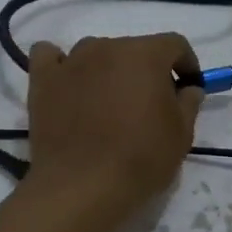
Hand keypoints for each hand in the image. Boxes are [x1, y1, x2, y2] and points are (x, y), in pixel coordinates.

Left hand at [23, 34, 203, 216]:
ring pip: (94, 52)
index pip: (174, 44)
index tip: (188, 88)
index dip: (186, 64)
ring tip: (107, 102)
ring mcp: (70, 61)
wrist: (82, 187)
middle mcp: (106, 47)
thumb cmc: (140, 159)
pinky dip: (60, 65)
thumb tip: (188, 89)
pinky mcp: (42, 80)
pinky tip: (67, 84)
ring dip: (106, 69)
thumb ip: (189, 103)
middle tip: (149, 104)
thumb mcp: (181, 136)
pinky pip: (49, 57)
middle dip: (146, 71)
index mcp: (145, 55)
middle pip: (133, 49)